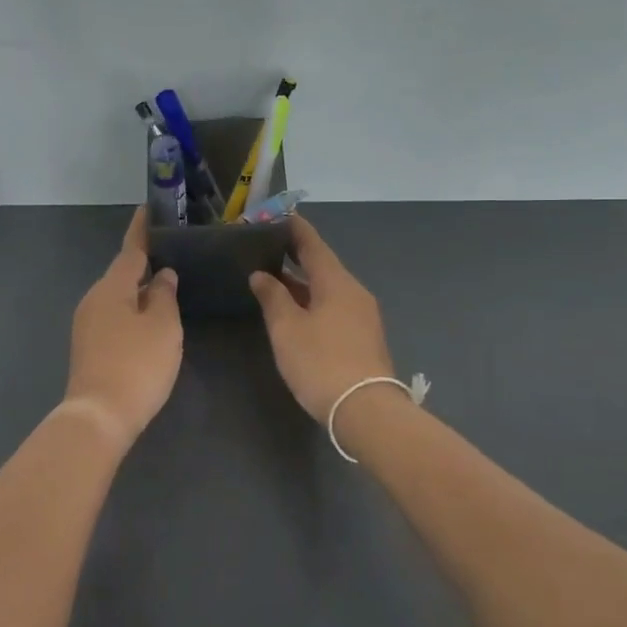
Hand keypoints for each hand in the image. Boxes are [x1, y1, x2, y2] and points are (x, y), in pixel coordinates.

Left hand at [63, 209, 182, 445]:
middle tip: (171, 254)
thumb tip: (162, 276)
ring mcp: (87, 324)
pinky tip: (148, 321)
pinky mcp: (88, 347)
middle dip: (144, 264)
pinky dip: (131, 312)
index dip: (142, 230)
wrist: (99, 415)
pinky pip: (113, 317)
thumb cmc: (137, 365)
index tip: (149, 210)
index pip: (131, 250)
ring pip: (117, 297)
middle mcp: (94, 299)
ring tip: (165, 287)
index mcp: (112, 287)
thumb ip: (164, 295)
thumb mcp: (162, 326)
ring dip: (138, 291)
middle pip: (122, 274)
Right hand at [249, 214, 396, 424]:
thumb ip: (272, 297)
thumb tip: (261, 275)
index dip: (295, 230)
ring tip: (273, 279)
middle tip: (268, 248)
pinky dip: (312, 301)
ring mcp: (362, 316)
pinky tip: (295, 310)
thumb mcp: (287, 328)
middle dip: (296, 257)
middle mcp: (353, 292)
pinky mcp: (362, 337)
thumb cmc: (321, 362)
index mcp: (336, 282)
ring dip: (302, 282)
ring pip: (327, 289)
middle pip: (323, 266)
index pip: (313, 245)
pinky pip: (333, 307)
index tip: (279, 216)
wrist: (365, 410)